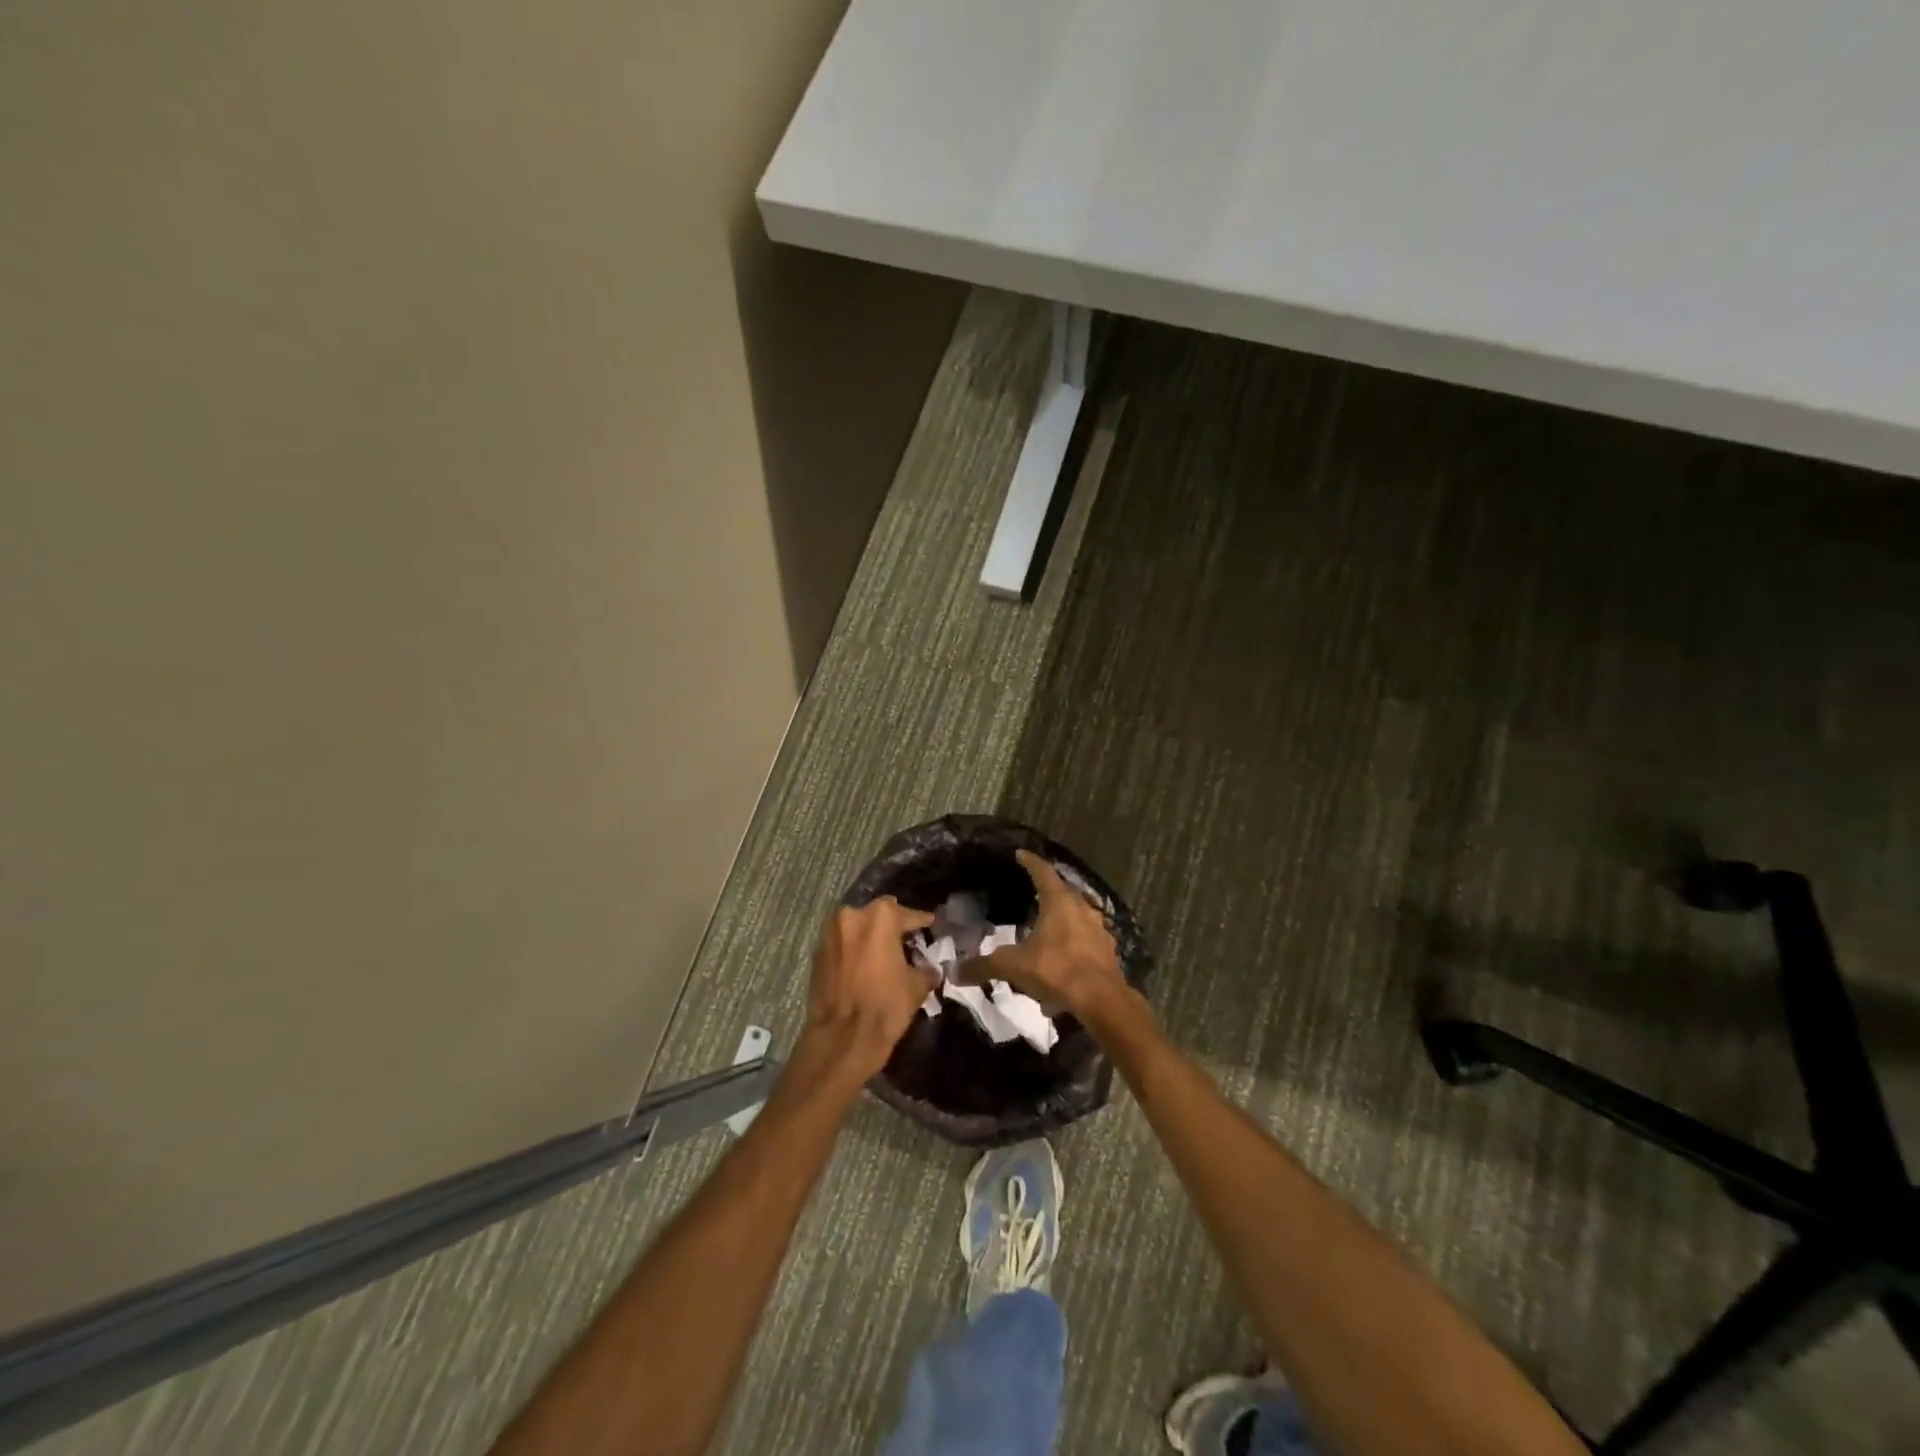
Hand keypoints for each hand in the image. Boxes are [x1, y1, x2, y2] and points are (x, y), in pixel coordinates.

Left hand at [803, 896, 936, 1077]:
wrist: (841, 1039)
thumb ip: (926, 968)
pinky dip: (854, 950)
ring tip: (884, 953)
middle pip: (879, 915)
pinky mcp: (817, 953)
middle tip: (907, 940)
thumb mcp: (916, 986)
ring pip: (857, 927)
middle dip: (893, 925)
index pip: (908, 914)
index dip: (923, 922)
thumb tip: (930, 967)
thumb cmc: (885, 1006)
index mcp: (880, 917)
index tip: (931, 925)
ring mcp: (830, 933)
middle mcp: (852, 915)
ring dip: (870, 936)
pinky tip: (865, 965)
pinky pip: (842, 944)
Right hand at [963, 850, 1124, 1018]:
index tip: (1020, 854)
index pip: (1043, 872)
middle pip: (1063, 891)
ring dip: (1062, 919)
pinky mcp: (1107, 951)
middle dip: (1047, 890)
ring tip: (1045, 929)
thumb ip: (984, 966)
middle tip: (1031, 891)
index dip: (1030, 862)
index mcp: (1059, 902)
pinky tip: (1062, 962)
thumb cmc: (1057, 970)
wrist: (1102, 1000)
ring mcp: (1098, 929)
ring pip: (1077, 915)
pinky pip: (1086, 940)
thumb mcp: (1014, 967)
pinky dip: (1073, 944)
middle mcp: (1082, 908)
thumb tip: (955, 972)